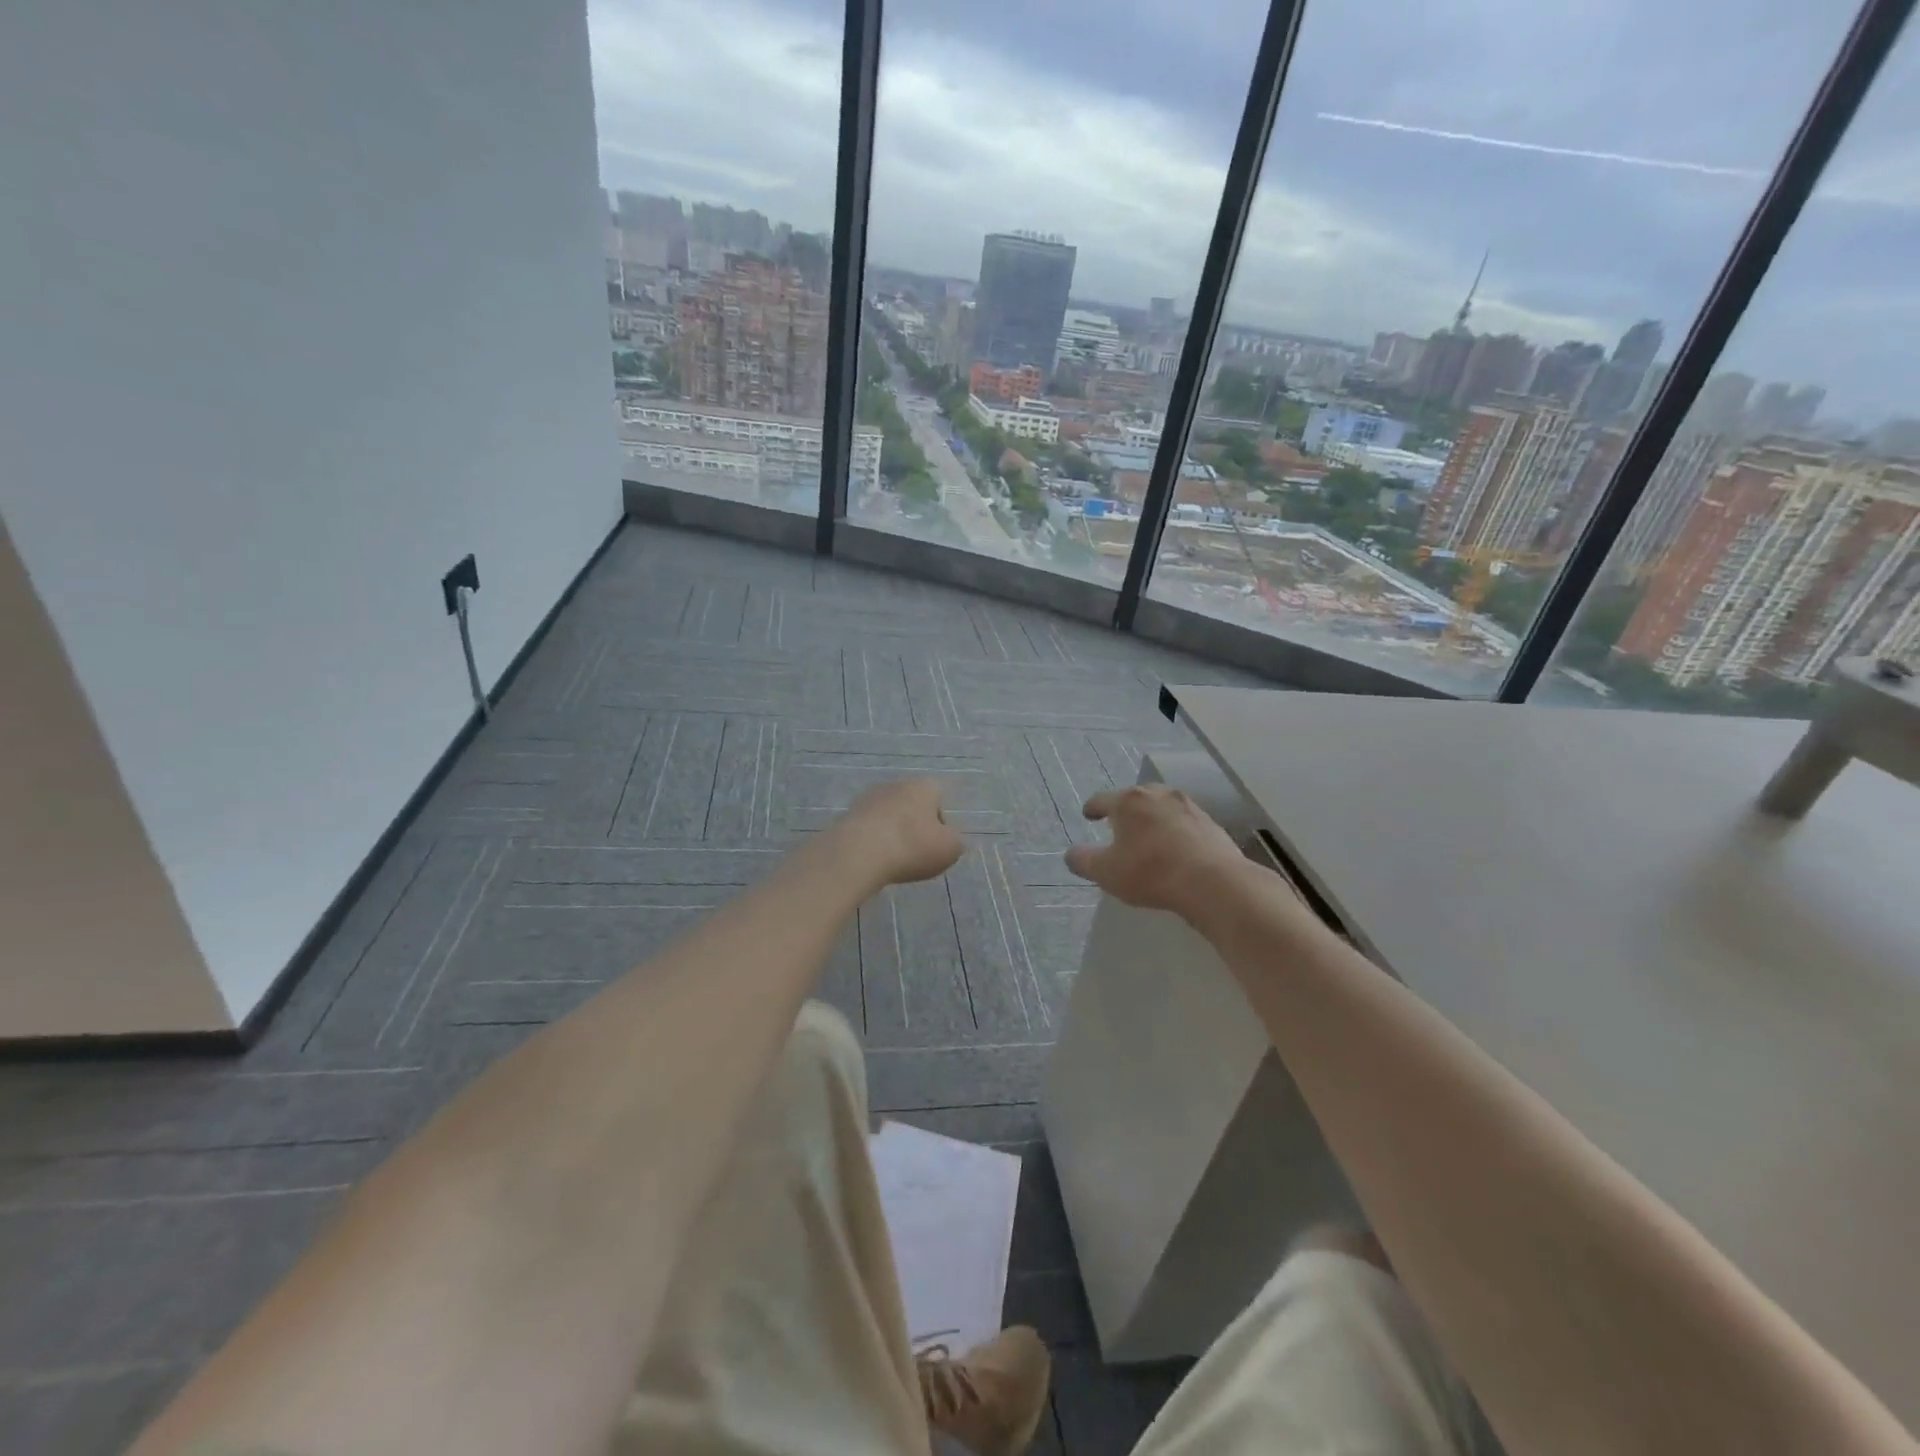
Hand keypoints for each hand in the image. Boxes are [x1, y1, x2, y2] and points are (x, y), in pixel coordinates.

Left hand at [833, 778, 965, 889]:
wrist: (858, 854)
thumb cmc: (912, 847)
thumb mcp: (950, 849)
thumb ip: (956, 841)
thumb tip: (949, 839)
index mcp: (923, 787)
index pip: (939, 796)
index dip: (941, 821)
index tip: (937, 844)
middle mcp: (895, 785)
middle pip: (912, 804)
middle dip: (915, 826)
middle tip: (916, 853)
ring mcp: (868, 798)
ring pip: (888, 815)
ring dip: (892, 832)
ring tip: (893, 859)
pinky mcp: (847, 815)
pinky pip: (868, 828)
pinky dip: (873, 841)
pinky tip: (873, 860)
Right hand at [1064, 784, 1246, 921]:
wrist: (1213, 882)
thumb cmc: (1150, 872)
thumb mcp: (1105, 872)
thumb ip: (1083, 861)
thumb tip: (1071, 854)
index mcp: (1128, 801)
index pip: (1102, 799)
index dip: (1092, 808)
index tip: (1088, 815)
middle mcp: (1158, 795)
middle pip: (1135, 798)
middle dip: (1125, 810)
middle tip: (1118, 825)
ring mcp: (1188, 807)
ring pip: (1162, 808)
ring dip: (1153, 819)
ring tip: (1148, 836)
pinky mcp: (1211, 823)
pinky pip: (1184, 824)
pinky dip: (1175, 832)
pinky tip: (1176, 849)